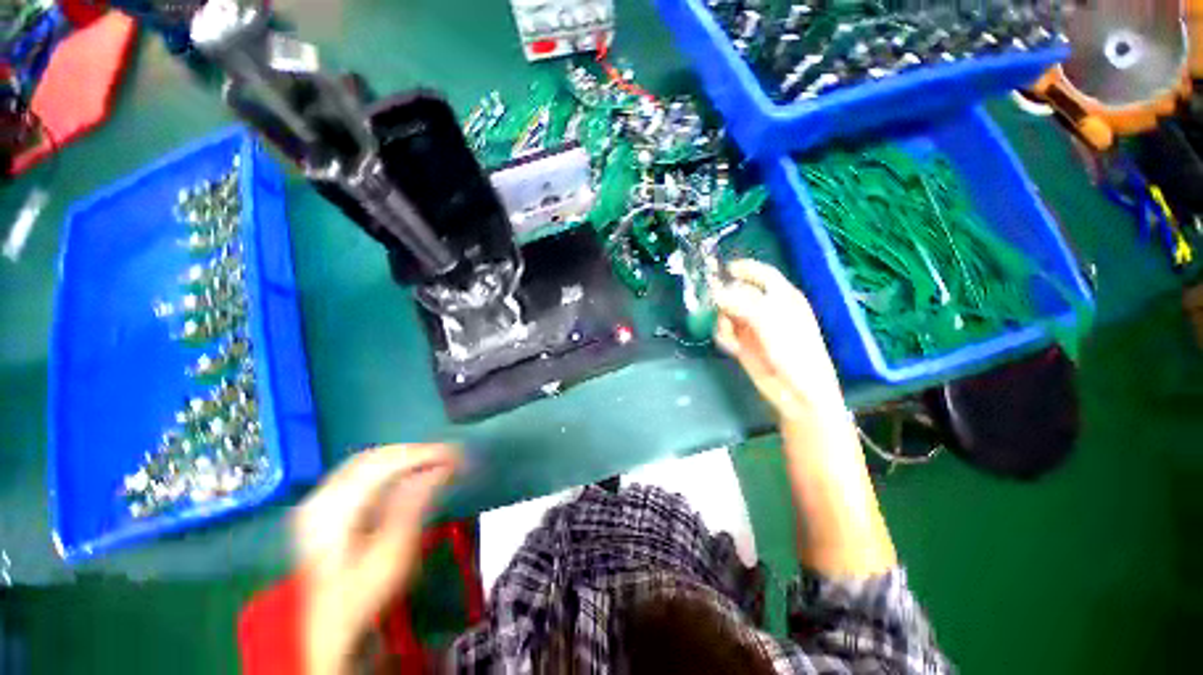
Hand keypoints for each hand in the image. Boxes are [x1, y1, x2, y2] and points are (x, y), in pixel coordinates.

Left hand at [293, 443, 459, 674]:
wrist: (334, 622)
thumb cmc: (366, 592)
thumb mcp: (394, 553)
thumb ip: (413, 505)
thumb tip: (440, 468)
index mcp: (332, 511)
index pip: (382, 465)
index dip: (421, 454)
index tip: (454, 453)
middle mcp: (320, 498)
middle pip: (373, 458)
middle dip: (414, 453)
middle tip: (449, 455)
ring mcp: (319, 499)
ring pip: (368, 460)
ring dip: (404, 457)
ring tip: (435, 461)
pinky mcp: (326, 504)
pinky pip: (361, 470)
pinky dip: (390, 466)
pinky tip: (409, 472)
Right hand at [712, 259, 844, 420]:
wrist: (797, 391)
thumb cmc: (793, 351)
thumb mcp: (769, 322)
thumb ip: (741, 304)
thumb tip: (715, 293)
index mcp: (782, 297)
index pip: (762, 274)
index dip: (744, 269)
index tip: (723, 270)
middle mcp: (766, 309)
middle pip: (737, 293)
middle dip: (724, 298)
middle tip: (710, 304)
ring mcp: (753, 327)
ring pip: (727, 313)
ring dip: (722, 321)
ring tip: (728, 335)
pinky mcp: (743, 344)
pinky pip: (724, 332)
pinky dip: (723, 337)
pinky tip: (731, 348)